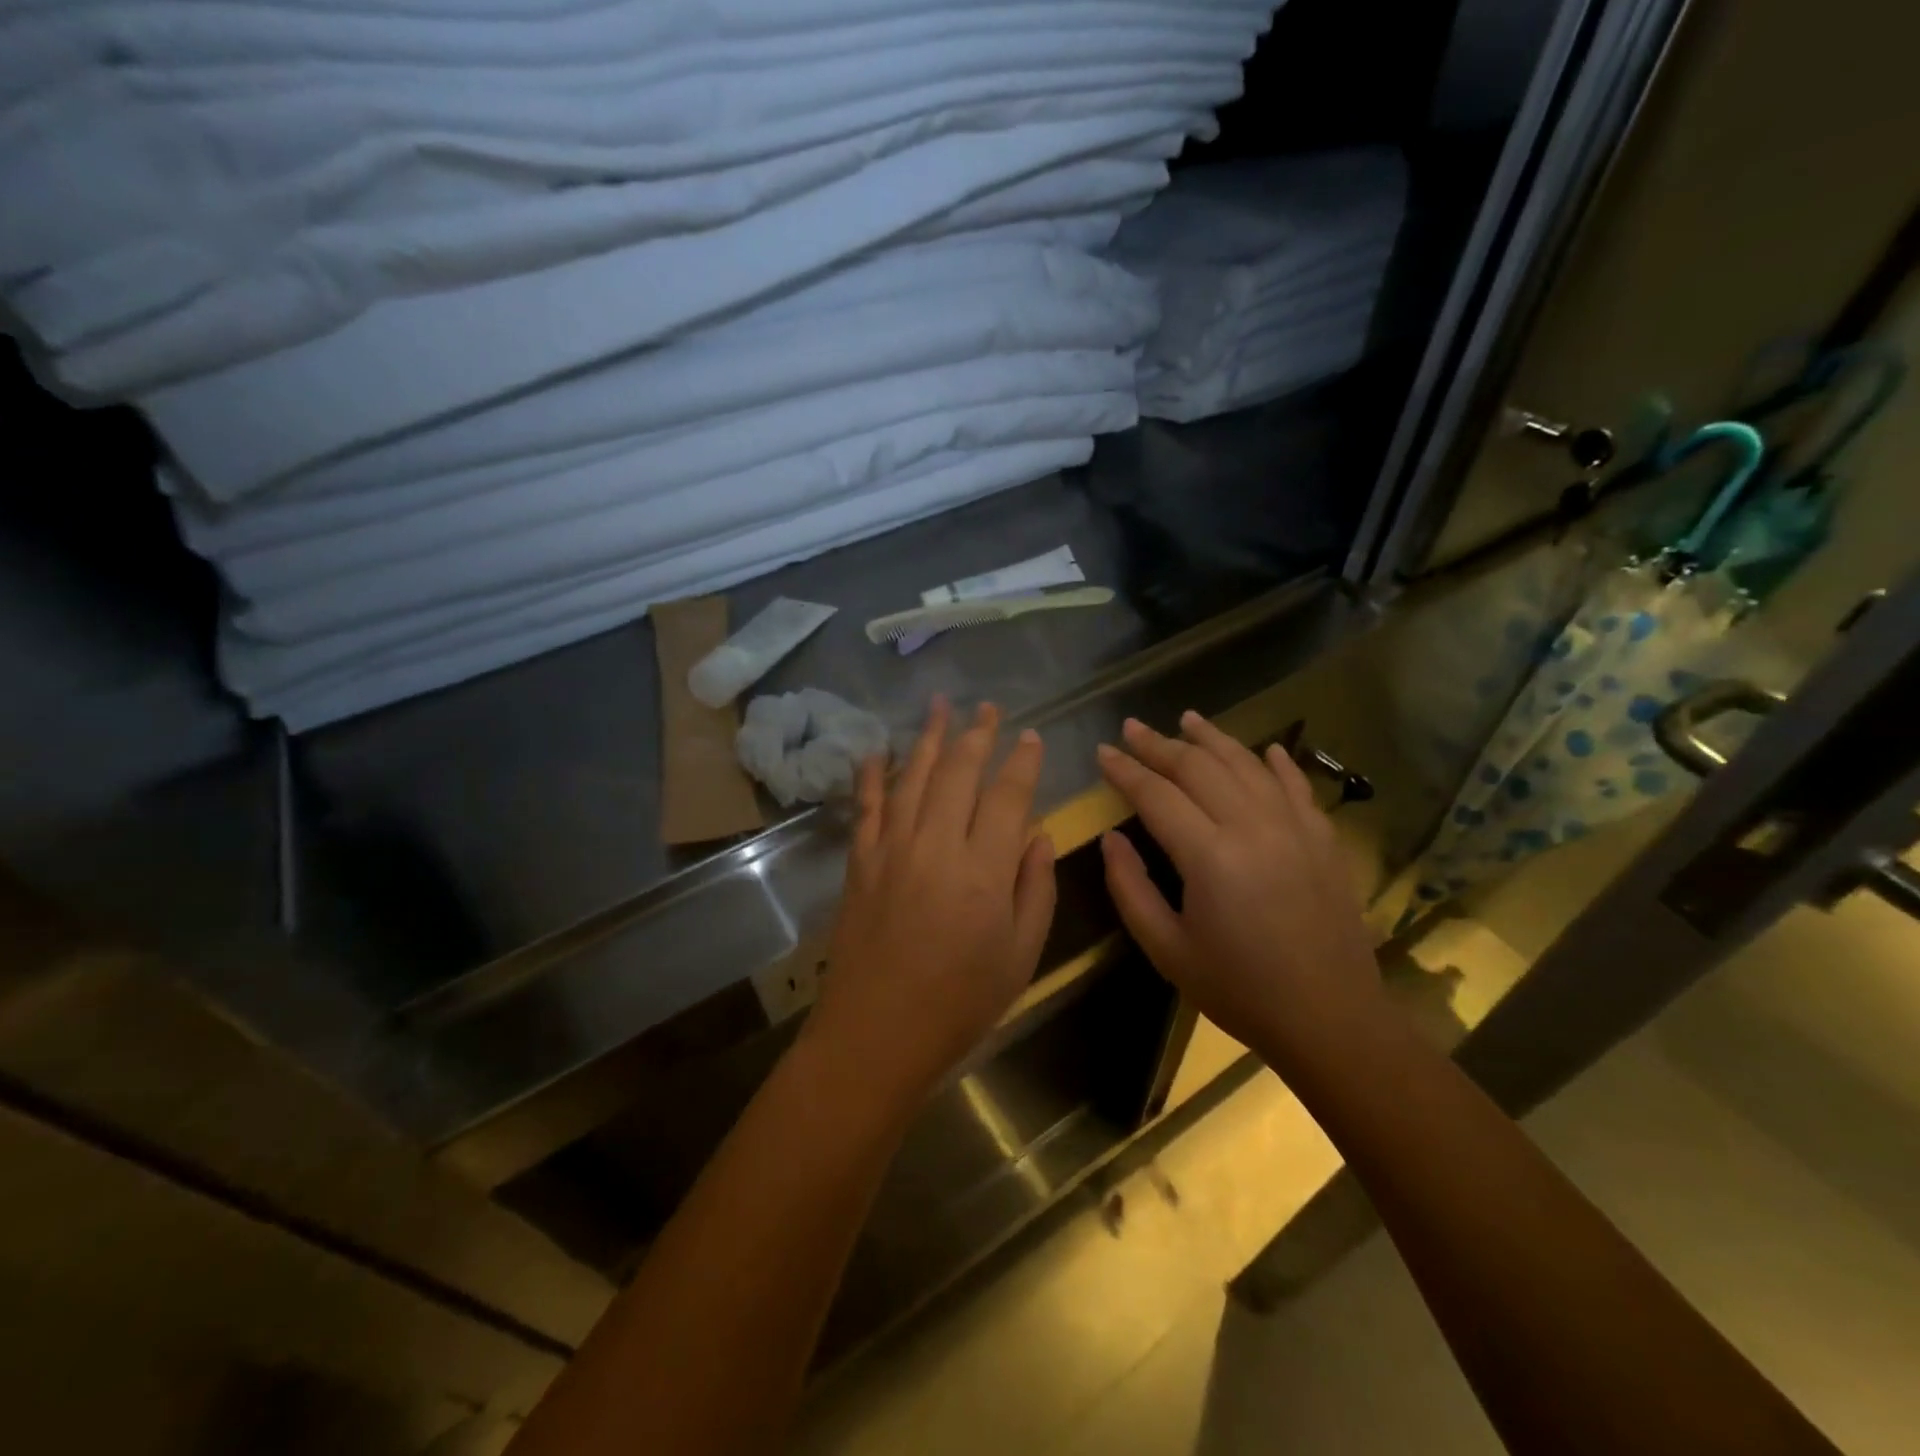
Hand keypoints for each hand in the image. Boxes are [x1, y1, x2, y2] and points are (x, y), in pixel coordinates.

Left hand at [806, 698, 1057, 1106]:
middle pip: (958, 773)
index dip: (1022, 761)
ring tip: (940, 705)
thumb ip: (1036, 888)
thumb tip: (1037, 834)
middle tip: (988, 707)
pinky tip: (878, 750)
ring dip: (929, 737)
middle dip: (977, 734)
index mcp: (984, 870)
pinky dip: (873, 774)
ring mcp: (891, 849)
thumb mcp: (1022, 955)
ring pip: (913, 777)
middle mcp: (936, 845)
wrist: (876, 1033)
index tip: (1030, 736)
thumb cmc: (961, 1002)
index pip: (1008, 796)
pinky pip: (867, 806)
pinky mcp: (860, 861)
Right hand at [1096, 712, 1384, 1068]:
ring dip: (1212, 738)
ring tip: (1186, 718)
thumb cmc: (1238, 989)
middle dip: (1159, 744)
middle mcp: (1253, 827)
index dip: (1125, 770)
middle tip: (1131, 727)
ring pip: (1247, 763)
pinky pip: (1296, 784)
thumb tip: (1111, 837)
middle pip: (1199, 767)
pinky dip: (1277, 761)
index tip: (1102, 751)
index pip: (1157, 794)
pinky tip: (1263, 747)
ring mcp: (1295, 827)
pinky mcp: (1324, 838)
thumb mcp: (1166, 949)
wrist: (1330, 1019)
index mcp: (1210, 857)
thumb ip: (1130, 888)